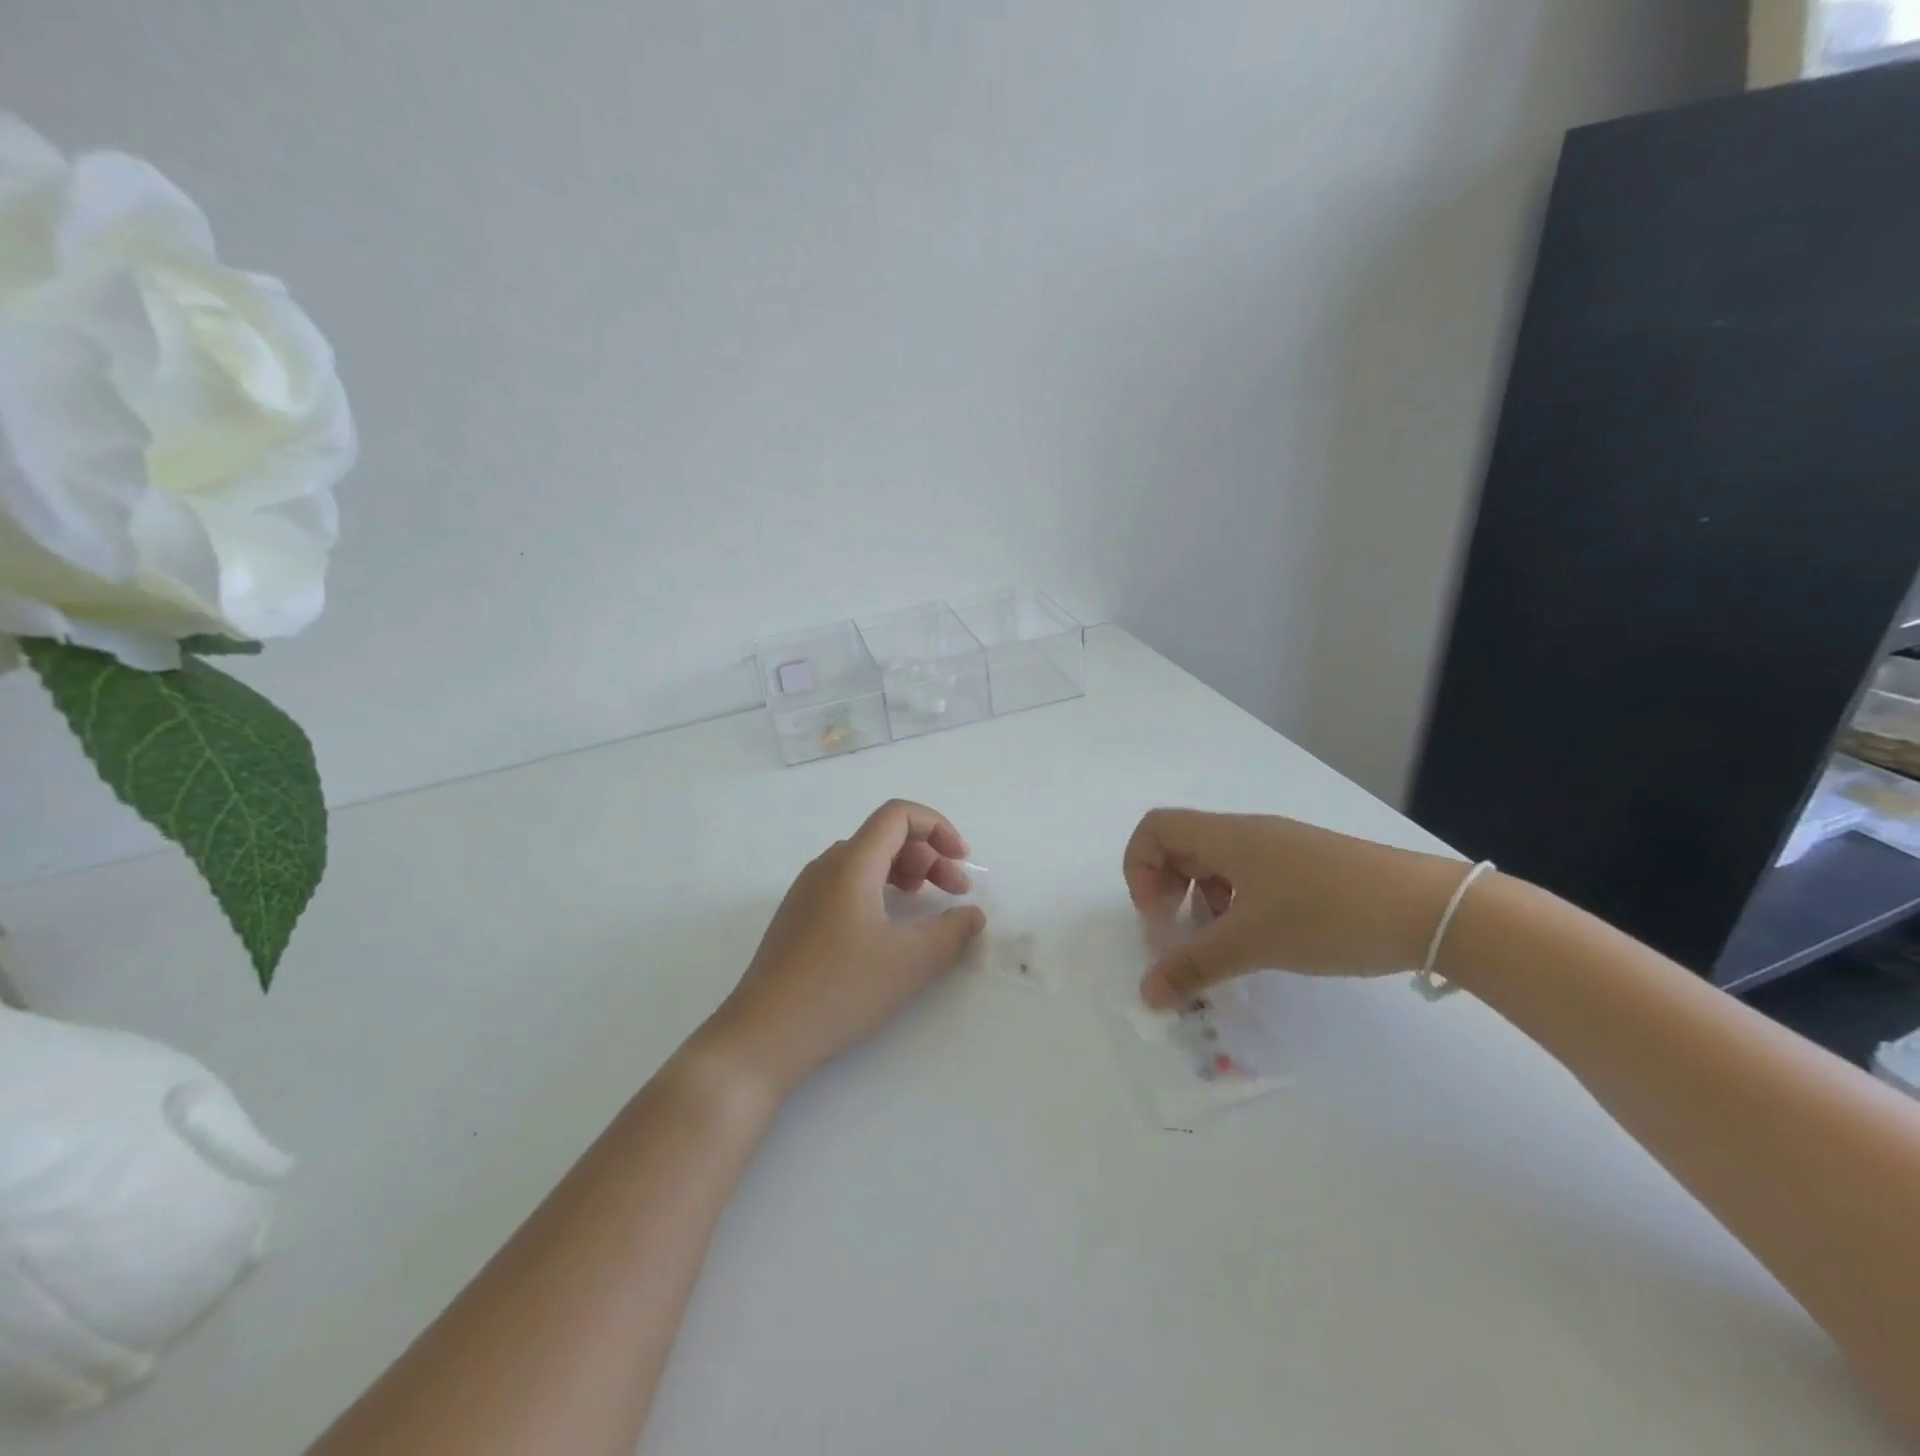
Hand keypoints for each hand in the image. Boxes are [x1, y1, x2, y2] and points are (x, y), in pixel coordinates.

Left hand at [698, 800, 986, 1096]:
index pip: (898, 815)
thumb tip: (972, 915)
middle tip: (954, 892)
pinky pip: (847, 884)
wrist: (762, 1035)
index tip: (962, 862)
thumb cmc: (840, 989)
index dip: (938, 827)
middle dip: (928, 855)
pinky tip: (888, 927)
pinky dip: (879, 890)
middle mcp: (826, 866)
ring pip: (865, 861)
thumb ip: (952, 931)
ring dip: (904, 873)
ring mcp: (807, 891)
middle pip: (884, 836)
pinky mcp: (798, 917)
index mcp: (851, 863)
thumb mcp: (911, 962)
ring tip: (924, 904)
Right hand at [1124, 809, 1473, 1007]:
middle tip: (1179, 935)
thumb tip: (1146, 993)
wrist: (1430, 909)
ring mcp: (1281, 849)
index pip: (1155, 828)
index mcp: (1227, 837)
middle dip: (1167, 890)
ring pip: (1217, 865)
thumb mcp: (1252, 943)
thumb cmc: (1327, 914)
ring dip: (1201, 901)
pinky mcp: (1307, 869)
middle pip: (1182, 846)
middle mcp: (1248, 834)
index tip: (1157, 915)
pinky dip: (1235, 905)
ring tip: (1220, 945)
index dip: (1139, 867)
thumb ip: (1193, 966)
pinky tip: (1258, 941)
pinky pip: (1250, 878)